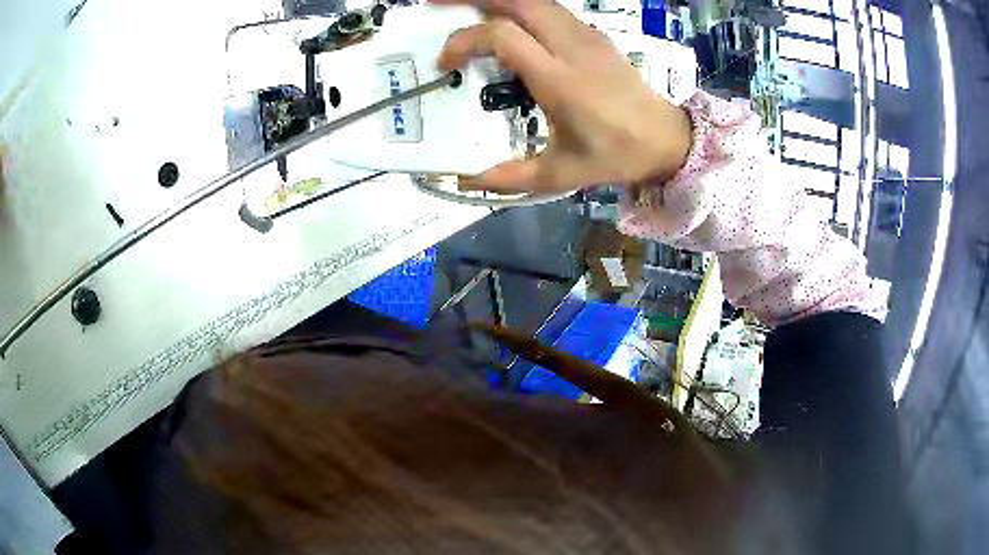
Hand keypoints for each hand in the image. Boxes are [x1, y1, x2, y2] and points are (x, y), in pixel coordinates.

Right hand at [435, 0, 692, 193]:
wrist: (666, 139)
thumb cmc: (615, 156)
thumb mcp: (560, 175)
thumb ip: (509, 177)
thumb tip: (464, 179)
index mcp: (560, 81)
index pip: (503, 37)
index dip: (465, 41)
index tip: (446, 63)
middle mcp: (572, 47)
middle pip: (518, 1)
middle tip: (437, 7)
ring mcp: (587, 36)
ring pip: (535, 0)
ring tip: (467, 7)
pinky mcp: (595, 35)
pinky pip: (551, 8)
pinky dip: (521, 6)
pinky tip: (507, 19)